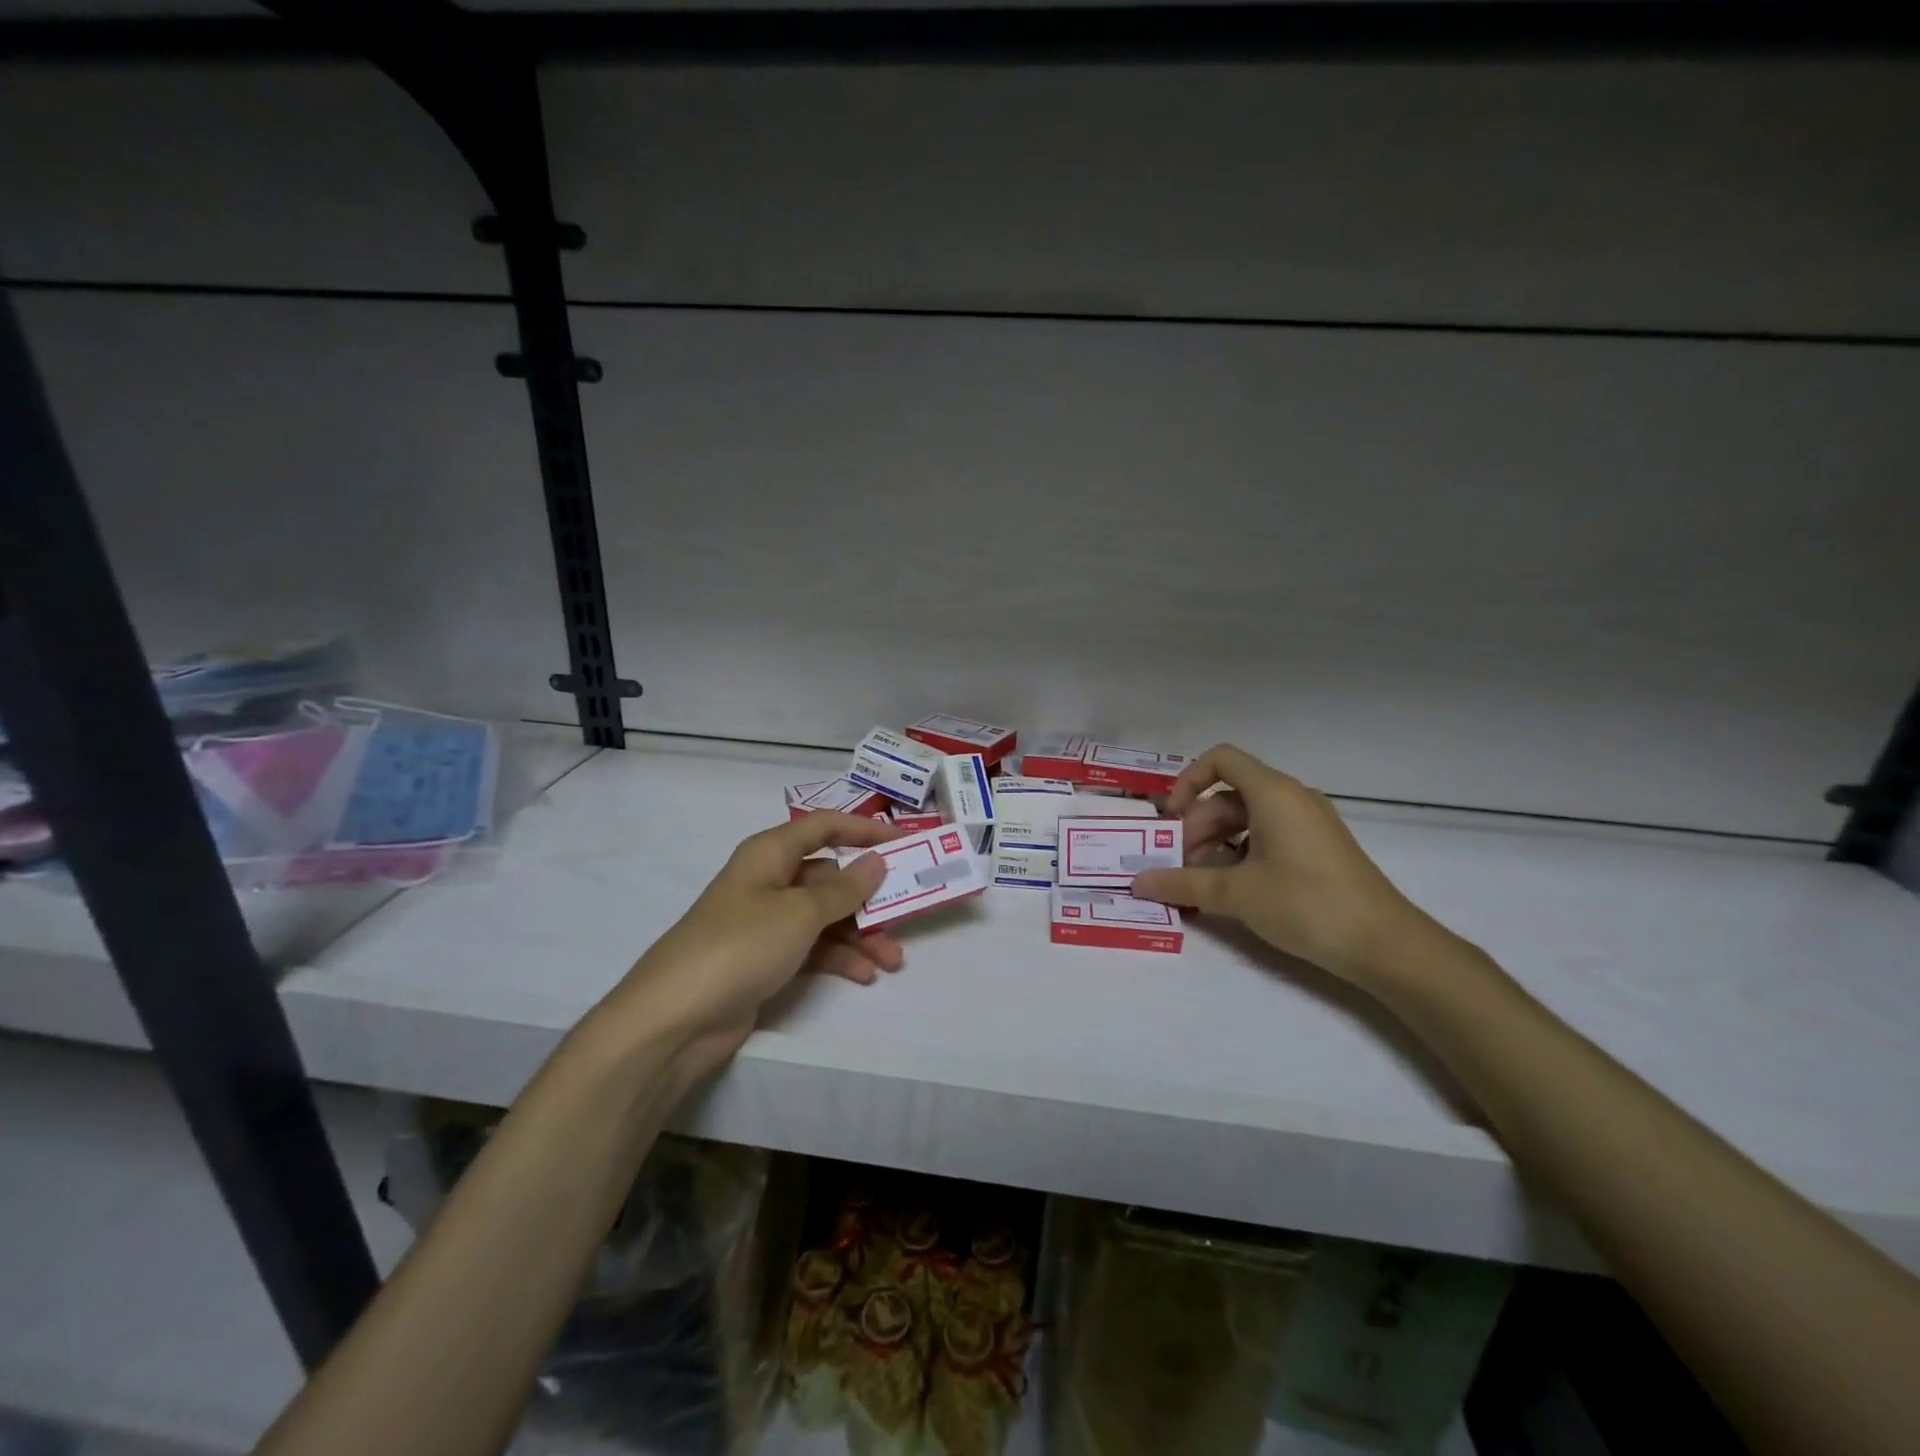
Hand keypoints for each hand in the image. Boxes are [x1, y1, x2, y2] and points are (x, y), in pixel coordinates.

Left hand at [606, 812, 904, 1081]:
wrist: (675, 1018)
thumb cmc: (740, 945)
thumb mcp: (799, 912)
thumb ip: (844, 889)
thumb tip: (876, 862)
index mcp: (770, 854)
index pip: (825, 827)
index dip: (865, 830)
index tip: (905, 842)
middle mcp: (769, 881)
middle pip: (829, 877)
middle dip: (868, 897)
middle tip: (905, 914)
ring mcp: (766, 922)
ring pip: (825, 917)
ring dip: (860, 935)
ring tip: (892, 960)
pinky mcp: (765, 959)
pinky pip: (812, 948)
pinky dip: (838, 958)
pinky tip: (863, 974)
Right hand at [1131, 745, 1441, 986]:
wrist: (1385, 944)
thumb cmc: (1306, 904)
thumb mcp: (1237, 894)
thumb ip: (1183, 883)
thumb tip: (1138, 882)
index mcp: (1273, 793)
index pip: (1220, 760)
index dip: (1187, 781)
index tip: (1171, 820)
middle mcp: (1291, 798)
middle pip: (1228, 795)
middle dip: (1197, 827)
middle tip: (1179, 866)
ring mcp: (1308, 823)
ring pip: (1247, 818)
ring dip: (1216, 844)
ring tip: (1201, 883)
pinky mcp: (1317, 848)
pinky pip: (1268, 835)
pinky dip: (1241, 854)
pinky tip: (1232, 889)